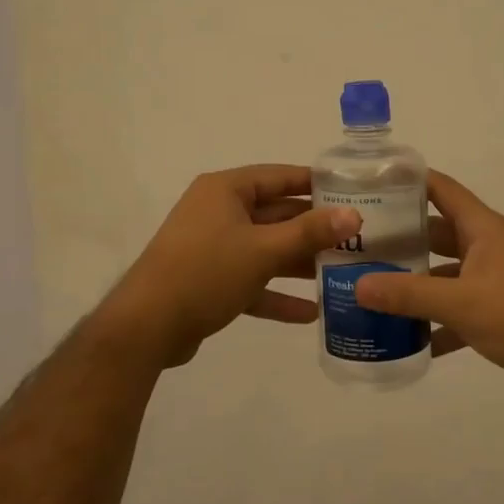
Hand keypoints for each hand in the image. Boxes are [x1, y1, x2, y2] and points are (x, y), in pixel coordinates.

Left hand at [97, 165, 360, 368]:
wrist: (147, 327)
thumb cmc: (206, 272)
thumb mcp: (263, 250)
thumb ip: (310, 233)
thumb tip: (354, 216)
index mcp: (226, 191)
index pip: (280, 176)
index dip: (316, 184)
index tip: (354, 193)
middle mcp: (219, 212)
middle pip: (276, 215)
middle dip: (313, 230)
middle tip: (357, 239)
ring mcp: (213, 247)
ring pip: (266, 250)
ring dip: (299, 263)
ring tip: (342, 274)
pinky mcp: (210, 281)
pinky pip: (252, 281)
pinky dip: (277, 294)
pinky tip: (311, 313)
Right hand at [354, 171, 503, 398]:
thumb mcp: (460, 302)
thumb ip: (408, 295)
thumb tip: (357, 286)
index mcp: (481, 229)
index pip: (441, 189)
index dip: (408, 180)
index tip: (370, 181)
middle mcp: (486, 247)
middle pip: (435, 232)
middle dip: (400, 237)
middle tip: (357, 243)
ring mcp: (491, 279)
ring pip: (443, 273)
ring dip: (413, 282)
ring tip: (370, 288)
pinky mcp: (495, 311)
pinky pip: (455, 309)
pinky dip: (433, 321)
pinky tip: (403, 338)